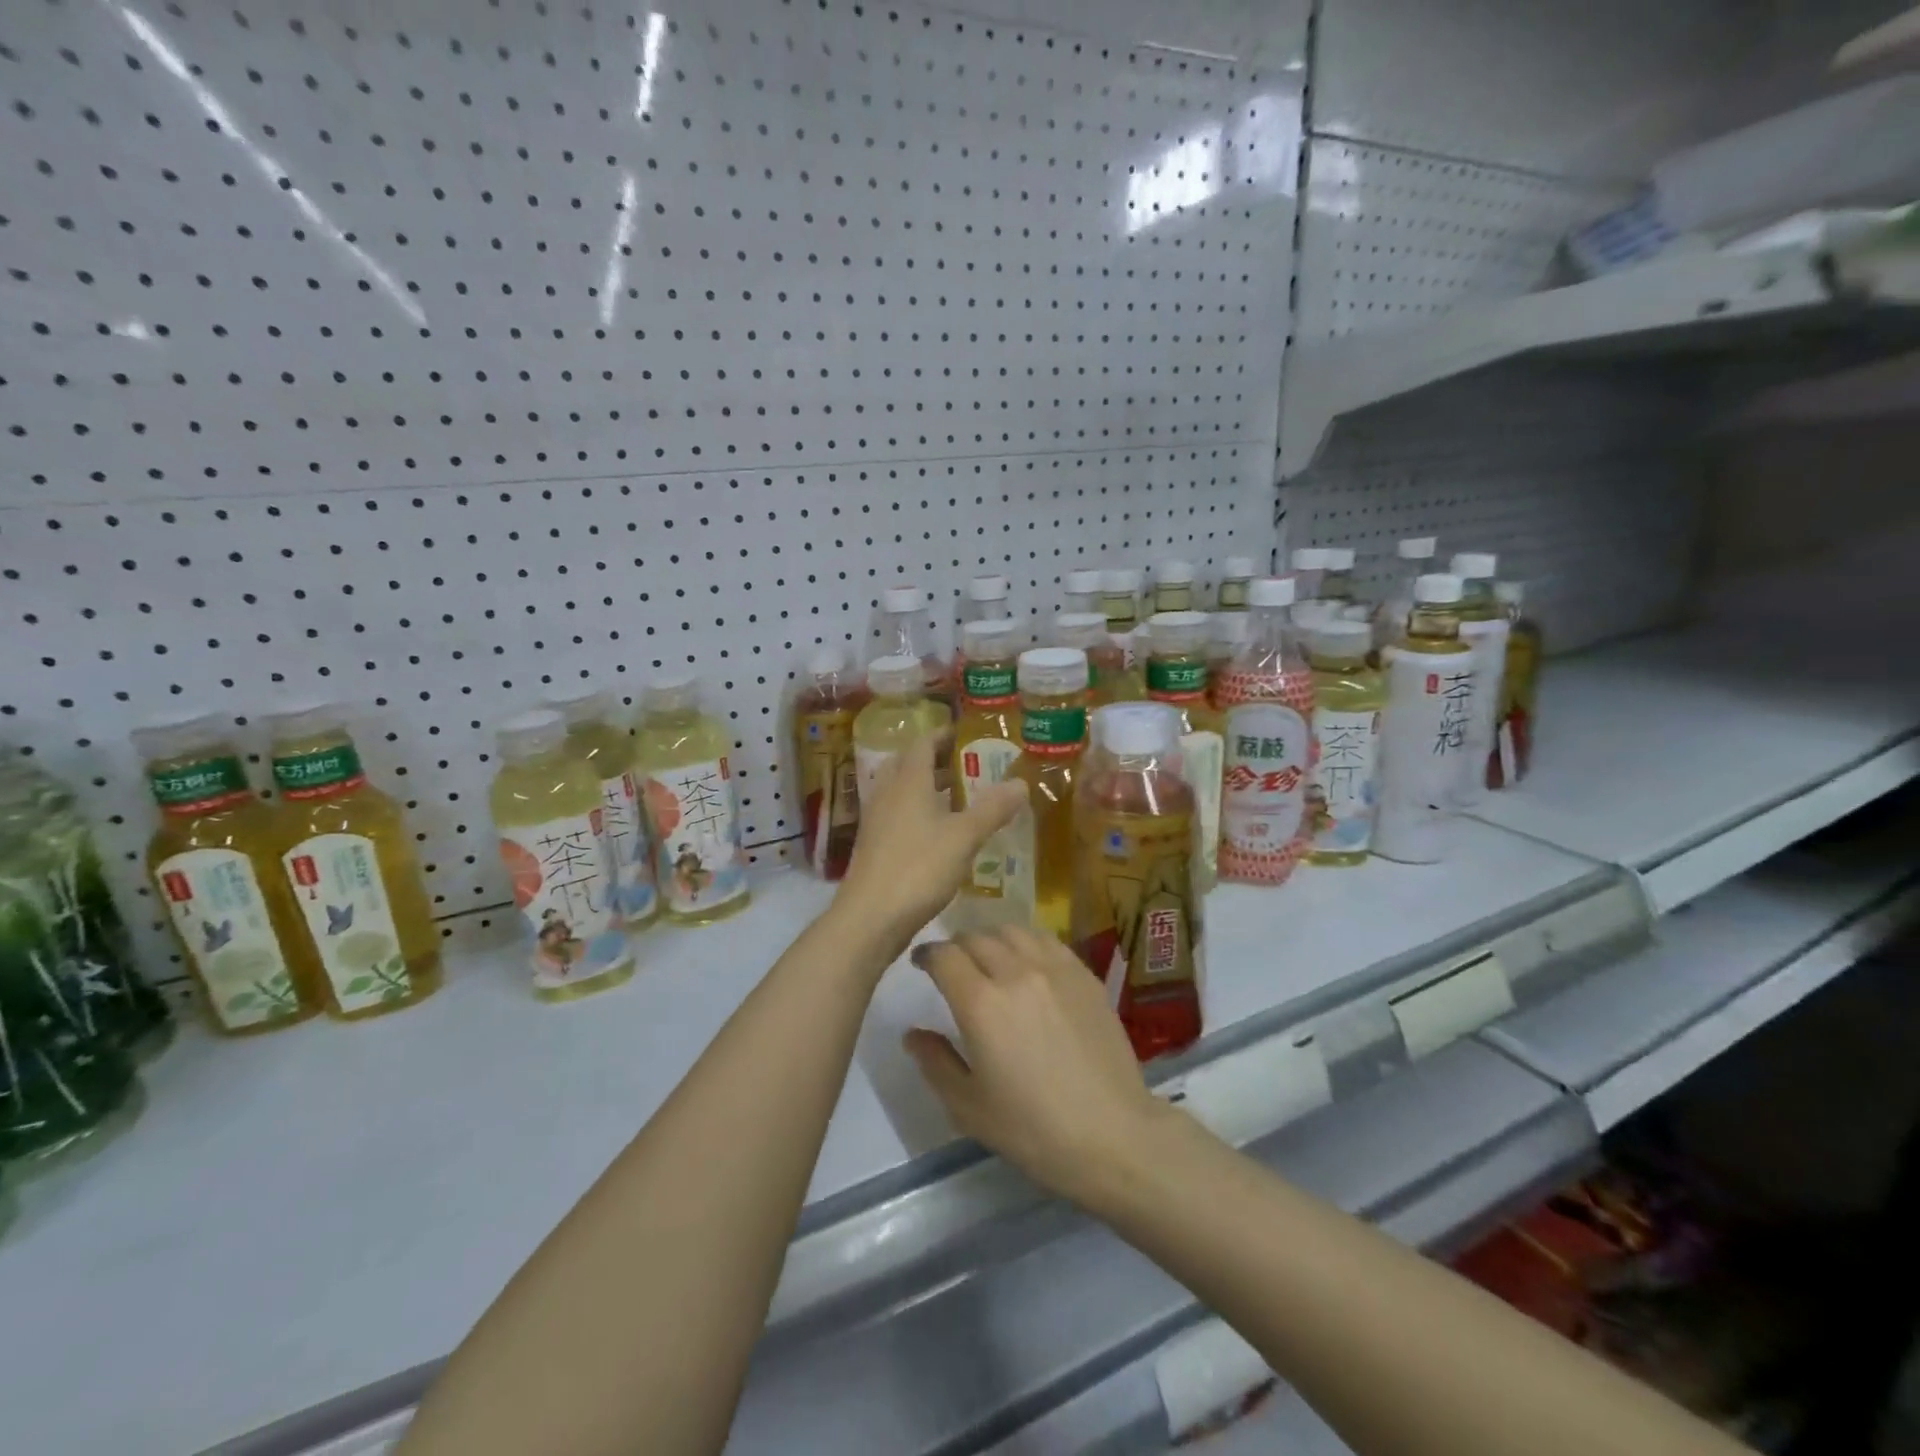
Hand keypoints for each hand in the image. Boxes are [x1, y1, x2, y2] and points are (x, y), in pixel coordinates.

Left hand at [833, 732, 1025, 959]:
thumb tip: (1021, 781)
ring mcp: (877, 820)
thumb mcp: (964, 837)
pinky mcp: (874, 845)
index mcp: (908, 780)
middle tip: (969, 765)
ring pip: (903, 791)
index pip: (923, 743)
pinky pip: (898, 815)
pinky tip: (941, 833)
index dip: (945, 735)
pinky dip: (920, 813)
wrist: (869, 917)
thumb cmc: (918, 868)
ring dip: (928, 788)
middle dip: (937, 760)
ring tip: (961, 797)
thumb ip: (992, 808)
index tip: (969, 735)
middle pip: (909, 764)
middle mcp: (887, 792)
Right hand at [904, 927, 1174, 1207]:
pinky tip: (1027, 962)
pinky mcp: (1084, 974)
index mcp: (981, 1003)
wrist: (1112, 1135)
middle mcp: (1016, 972)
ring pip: (1011, 931)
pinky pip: (1046, 940)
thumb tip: (913, 1034)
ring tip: (989, 959)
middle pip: (975, 937)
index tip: (921, 965)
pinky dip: (1026, 943)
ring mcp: (1055, 968)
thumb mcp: (969, 1107)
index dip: (926, 955)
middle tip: (952, 967)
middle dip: (956, 947)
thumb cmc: (1033, 1129)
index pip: (943, 956)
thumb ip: (935, 1063)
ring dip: (991, 939)